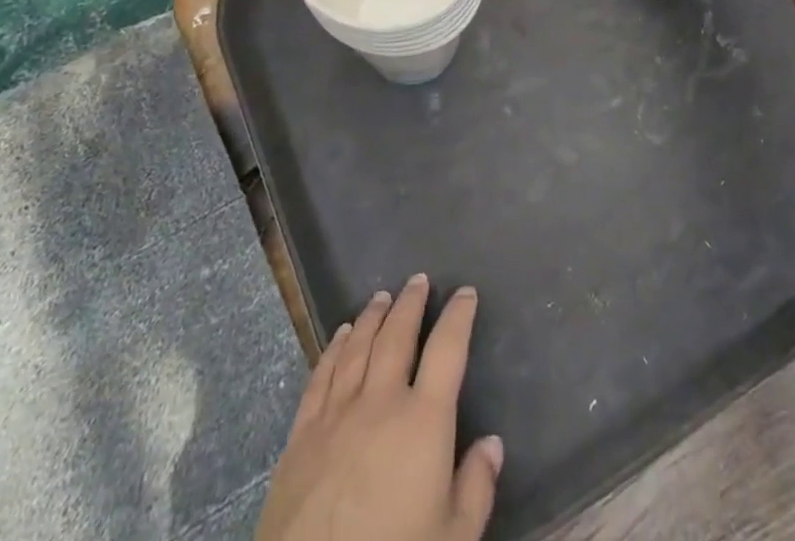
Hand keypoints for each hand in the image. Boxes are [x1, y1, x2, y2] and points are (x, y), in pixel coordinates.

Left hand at [257, 275, 501, 540]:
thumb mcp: (453, 539)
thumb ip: (476, 488)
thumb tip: (492, 444)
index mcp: (423, 422)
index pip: (447, 350)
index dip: (459, 316)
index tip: (466, 292)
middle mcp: (381, 402)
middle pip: (397, 336)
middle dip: (410, 304)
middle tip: (418, 280)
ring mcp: (337, 414)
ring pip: (358, 347)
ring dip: (372, 316)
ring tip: (382, 296)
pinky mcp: (302, 434)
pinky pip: (321, 375)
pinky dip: (334, 348)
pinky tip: (341, 334)